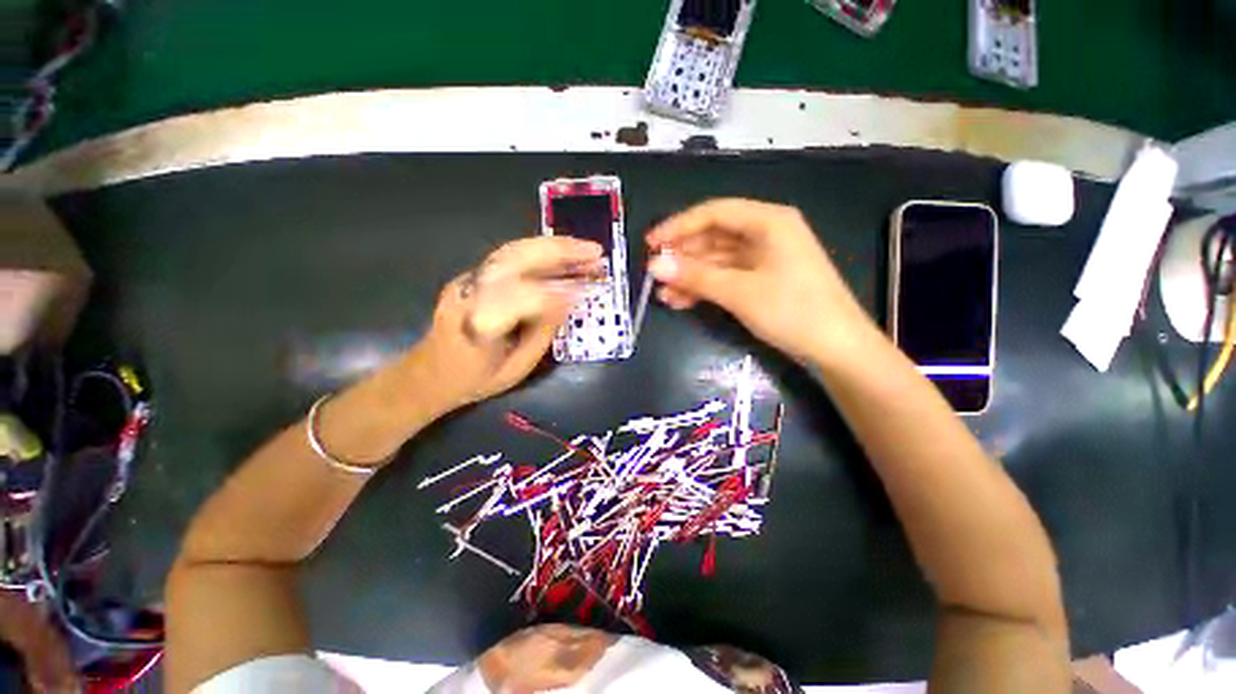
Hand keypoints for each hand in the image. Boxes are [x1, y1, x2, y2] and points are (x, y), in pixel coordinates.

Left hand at [416, 237, 602, 408]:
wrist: (428, 374)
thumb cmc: (475, 380)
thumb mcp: (516, 368)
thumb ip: (543, 332)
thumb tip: (569, 300)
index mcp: (478, 324)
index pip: (522, 297)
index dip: (558, 291)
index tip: (588, 289)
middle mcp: (469, 293)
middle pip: (516, 260)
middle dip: (560, 252)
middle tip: (594, 251)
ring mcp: (467, 280)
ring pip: (513, 251)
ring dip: (553, 246)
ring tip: (584, 249)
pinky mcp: (472, 275)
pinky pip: (510, 257)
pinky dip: (540, 252)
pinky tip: (561, 255)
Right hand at [647, 198, 874, 363]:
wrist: (837, 349)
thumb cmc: (793, 311)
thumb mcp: (739, 291)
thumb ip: (696, 276)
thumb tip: (654, 265)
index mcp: (768, 221)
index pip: (714, 213)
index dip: (678, 226)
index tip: (651, 244)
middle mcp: (766, 233)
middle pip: (714, 237)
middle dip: (683, 256)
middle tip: (654, 275)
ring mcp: (765, 259)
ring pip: (717, 260)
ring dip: (690, 276)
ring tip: (663, 294)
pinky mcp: (763, 281)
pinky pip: (726, 277)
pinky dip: (705, 287)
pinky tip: (683, 301)